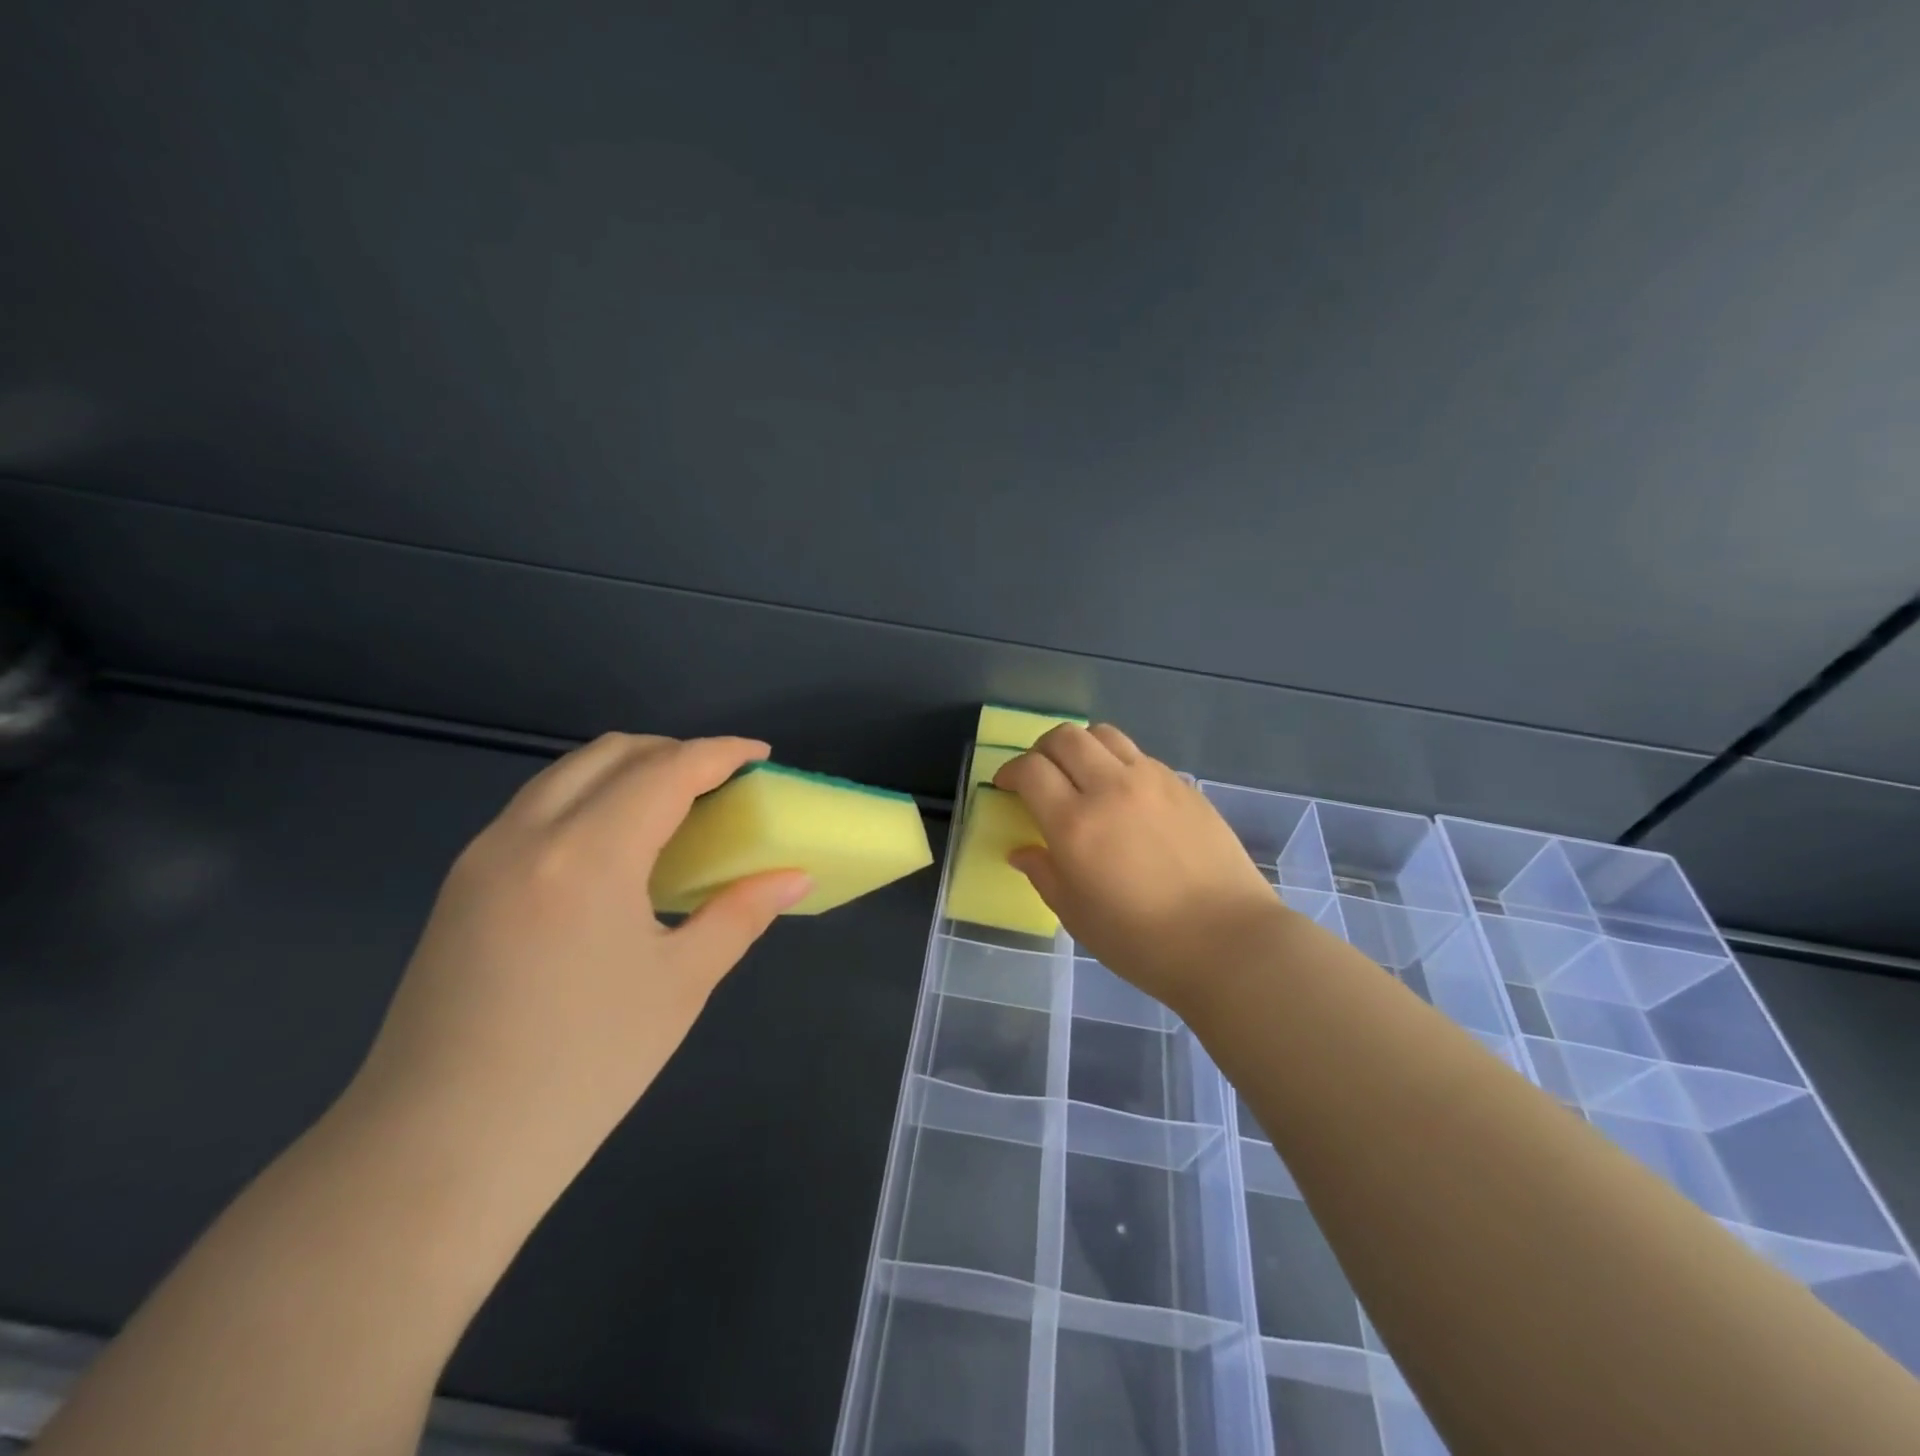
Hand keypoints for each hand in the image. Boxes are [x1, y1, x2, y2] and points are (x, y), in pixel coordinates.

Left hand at [348, 733, 811, 1187]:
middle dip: (673, 751)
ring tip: (674, 809)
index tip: (760, 755)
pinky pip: (536, 809)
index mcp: (588, 854)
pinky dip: (588, 799)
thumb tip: (793, 877)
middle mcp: (527, 834)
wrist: (436, 1154)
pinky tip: (615, 850)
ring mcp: (483, 857)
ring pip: (565, 775)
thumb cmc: (581, 1068)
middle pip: (609, 753)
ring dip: (626, 771)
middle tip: (720, 784)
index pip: (666, 770)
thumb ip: (740, 914)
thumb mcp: (680, 985)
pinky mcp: (461, 886)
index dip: (720, 753)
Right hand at [994, 723, 1291, 1012]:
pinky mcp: (1183, 785)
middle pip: (1065, 737)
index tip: (1007, 786)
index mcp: (1075, 824)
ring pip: (1104, 734)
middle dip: (1042, 750)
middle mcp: (1110, 788)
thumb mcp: (1077, 916)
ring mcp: (1152, 781)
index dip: (1010, 771)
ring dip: (1081, 746)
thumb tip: (1023, 851)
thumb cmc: (1142, 941)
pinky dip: (1118, 762)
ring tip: (1081, 773)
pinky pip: (1139, 756)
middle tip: (1039, 774)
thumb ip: (1044, 874)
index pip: (1030, 769)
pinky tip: (1124, 795)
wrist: (1228, 941)